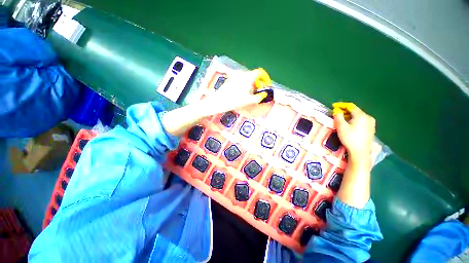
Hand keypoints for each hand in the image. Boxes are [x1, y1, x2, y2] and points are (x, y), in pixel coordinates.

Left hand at [162, 69, 270, 135]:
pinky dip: (245, 86)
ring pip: (247, 79)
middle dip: (258, 84)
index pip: (259, 72)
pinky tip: (243, 95)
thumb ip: (258, 97)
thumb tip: (264, 95)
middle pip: (254, 76)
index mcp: (247, 77)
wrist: (216, 103)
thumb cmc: (232, 101)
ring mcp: (234, 78)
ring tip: (251, 96)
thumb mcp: (247, 101)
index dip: (265, 78)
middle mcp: (241, 75)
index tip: (266, 86)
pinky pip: (241, 81)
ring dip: (252, 86)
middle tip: (259, 93)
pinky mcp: (230, 82)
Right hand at [332, 102, 375, 169]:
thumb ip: (338, 116)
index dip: (342, 105)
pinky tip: (350, 125)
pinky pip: (362, 121)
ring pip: (359, 116)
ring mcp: (371, 123)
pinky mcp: (371, 129)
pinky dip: (354, 120)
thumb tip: (337, 110)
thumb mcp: (341, 127)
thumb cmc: (350, 138)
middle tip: (337, 114)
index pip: (351, 106)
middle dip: (345, 111)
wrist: (360, 152)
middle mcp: (368, 117)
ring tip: (342, 120)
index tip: (334, 106)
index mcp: (361, 115)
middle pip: (355, 111)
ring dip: (350, 116)